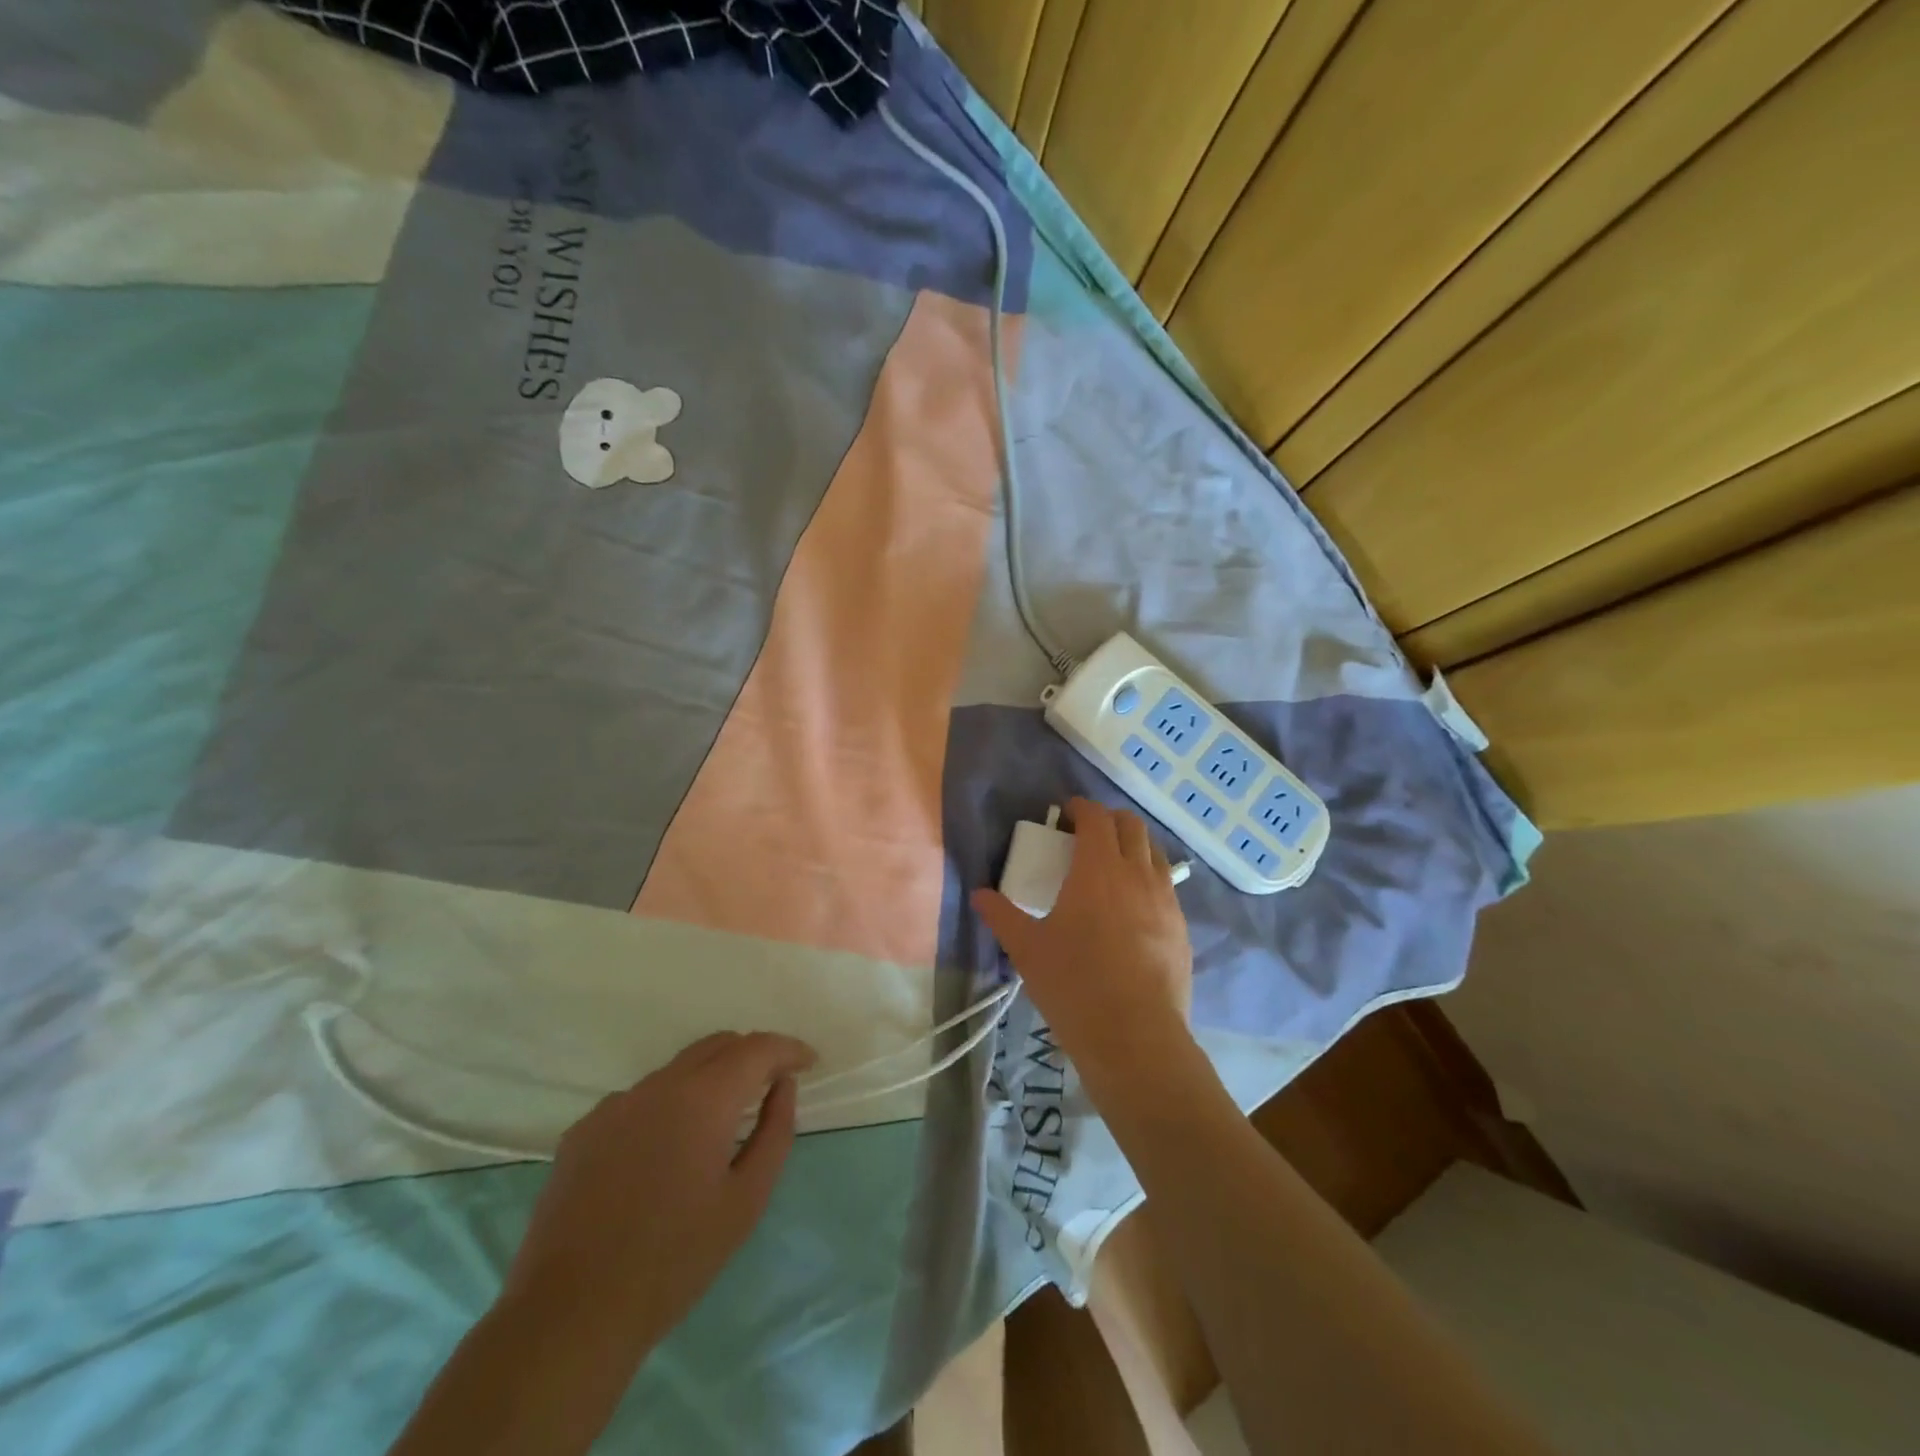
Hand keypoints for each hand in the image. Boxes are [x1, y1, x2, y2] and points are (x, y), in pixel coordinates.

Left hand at [500, 1031, 815, 1356]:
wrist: (570, 1315)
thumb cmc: (674, 1260)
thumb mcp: (746, 1200)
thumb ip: (774, 1131)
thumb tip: (782, 1085)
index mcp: (703, 1098)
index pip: (756, 1048)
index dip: (788, 1049)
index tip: (809, 1062)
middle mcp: (658, 1086)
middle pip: (716, 1045)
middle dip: (751, 1055)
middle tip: (772, 1083)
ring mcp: (614, 1105)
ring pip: (676, 1071)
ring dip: (708, 1080)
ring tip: (719, 1122)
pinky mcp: (583, 1130)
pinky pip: (639, 1100)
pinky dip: (666, 1107)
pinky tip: (663, 1153)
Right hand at [971, 798, 1193, 1092]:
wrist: (1135, 1036)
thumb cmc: (1074, 984)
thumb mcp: (1027, 949)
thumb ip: (1002, 916)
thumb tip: (980, 895)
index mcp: (1098, 868)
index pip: (1095, 817)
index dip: (1080, 808)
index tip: (1066, 814)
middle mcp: (1137, 873)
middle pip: (1131, 825)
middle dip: (1109, 820)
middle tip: (1086, 836)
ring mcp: (1166, 900)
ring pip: (1155, 853)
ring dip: (1133, 846)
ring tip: (1112, 867)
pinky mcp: (1181, 927)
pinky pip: (1166, 886)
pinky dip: (1148, 879)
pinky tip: (1133, 908)